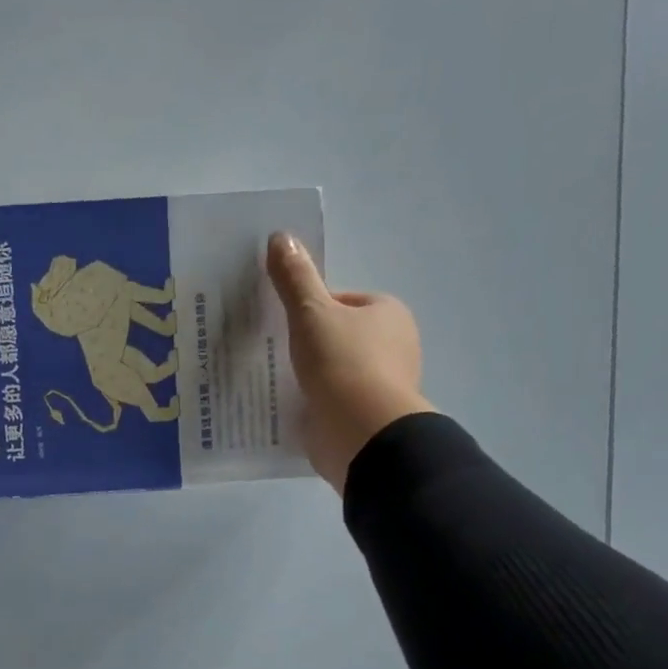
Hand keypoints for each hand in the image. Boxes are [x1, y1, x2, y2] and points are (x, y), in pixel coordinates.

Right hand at [267, 232, 433, 494]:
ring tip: (277, 383)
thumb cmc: (341, 363)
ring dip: (310, 378)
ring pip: (335, 372)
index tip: (284, 326)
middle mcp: (394, 346)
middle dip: (309, 346)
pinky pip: (334, 403)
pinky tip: (290, 409)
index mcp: (389, 314)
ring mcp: (382, 385)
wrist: (361, 432)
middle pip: (338, 337)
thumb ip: (295, 278)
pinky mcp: (366, 418)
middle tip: (273, 355)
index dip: (310, 310)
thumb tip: (280, 236)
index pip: (342, 302)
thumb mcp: (311, 312)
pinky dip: (314, 404)